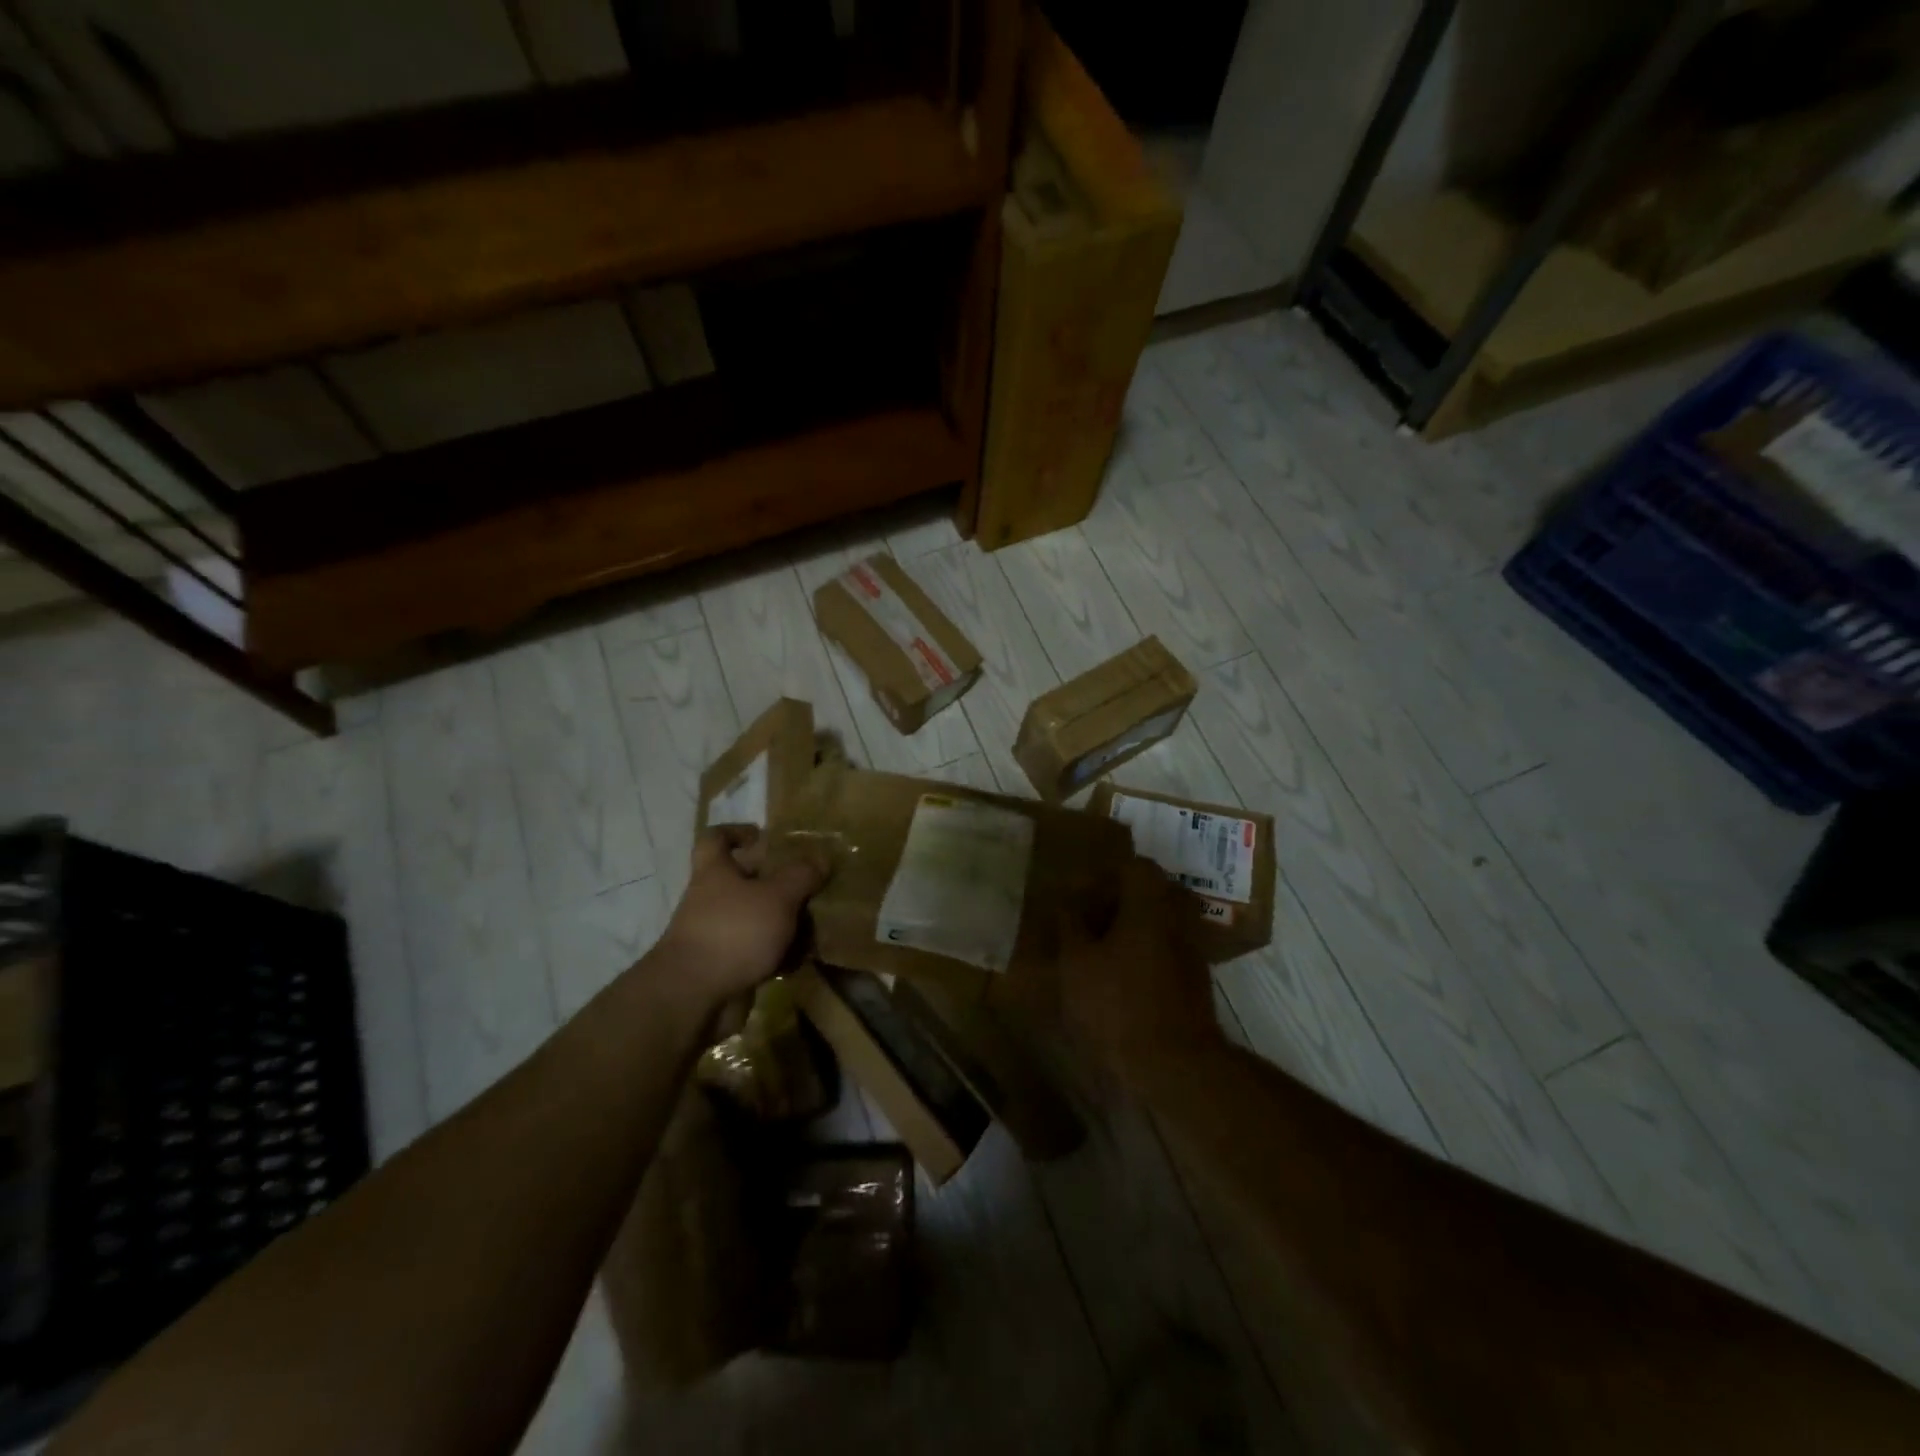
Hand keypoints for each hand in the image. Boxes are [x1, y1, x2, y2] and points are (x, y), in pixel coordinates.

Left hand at [656, 826, 826, 1005]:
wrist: (695, 998)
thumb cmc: (734, 931)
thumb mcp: (777, 896)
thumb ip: (801, 875)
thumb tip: (821, 857)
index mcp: (715, 872)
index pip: (716, 839)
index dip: (737, 832)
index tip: (764, 836)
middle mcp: (711, 900)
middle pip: (743, 880)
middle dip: (776, 881)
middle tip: (809, 883)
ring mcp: (717, 935)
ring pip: (755, 918)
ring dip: (783, 920)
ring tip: (817, 920)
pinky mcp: (726, 967)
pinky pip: (758, 952)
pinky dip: (779, 954)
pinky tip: (804, 956)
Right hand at [1058, 856, 1221, 1084]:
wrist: (1174, 1066)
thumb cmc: (1118, 1005)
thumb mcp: (1077, 963)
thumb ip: (1070, 926)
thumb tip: (1066, 901)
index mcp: (1151, 905)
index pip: (1136, 866)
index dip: (1106, 873)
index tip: (1081, 891)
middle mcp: (1178, 919)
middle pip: (1152, 892)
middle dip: (1119, 899)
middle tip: (1088, 916)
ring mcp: (1191, 950)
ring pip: (1160, 921)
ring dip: (1132, 926)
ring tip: (1098, 947)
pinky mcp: (1195, 980)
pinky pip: (1167, 948)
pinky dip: (1144, 950)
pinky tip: (1119, 974)